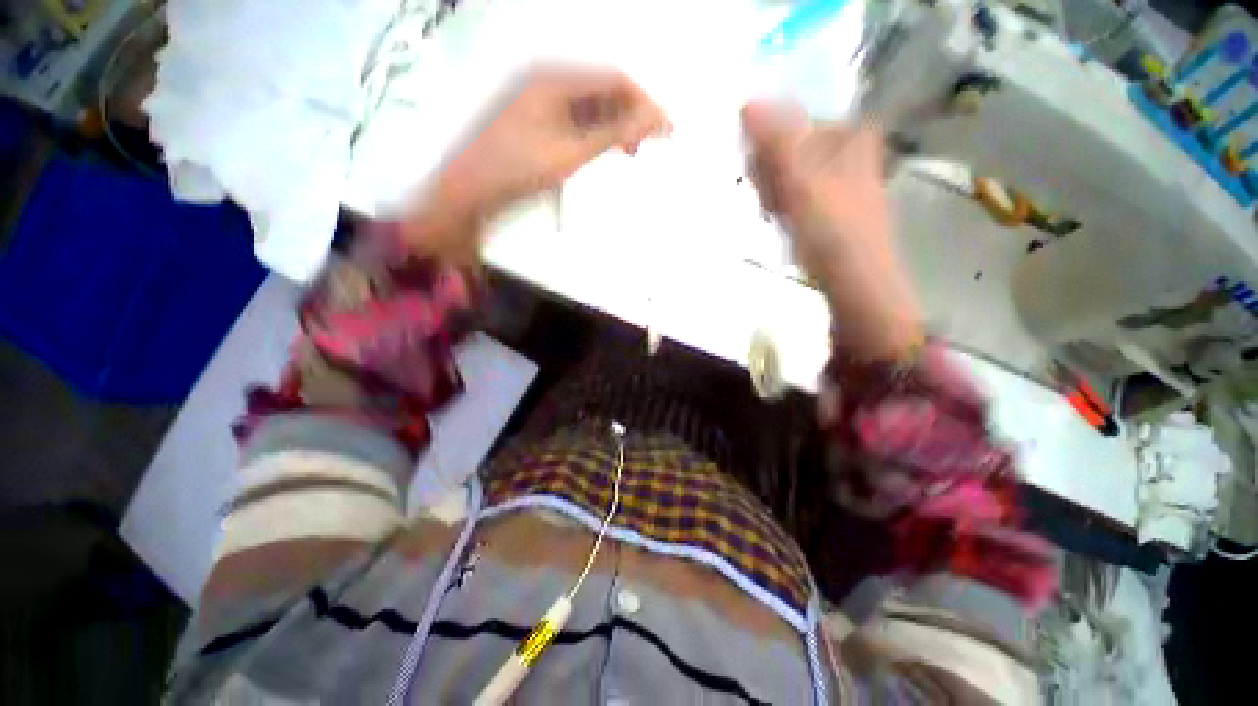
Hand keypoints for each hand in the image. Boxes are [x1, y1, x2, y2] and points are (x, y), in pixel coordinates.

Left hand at [403, 66, 668, 261]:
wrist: (470, 192)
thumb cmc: (518, 170)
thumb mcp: (570, 153)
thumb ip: (613, 134)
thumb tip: (655, 119)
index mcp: (554, 79)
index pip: (614, 80)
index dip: (644, 102)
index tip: (667, 130)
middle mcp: (548, 82)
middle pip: (602, 91)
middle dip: (630, 116)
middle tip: (649, 147)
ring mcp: (540, 103)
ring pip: (590, 108)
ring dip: (614, 128)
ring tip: (630, 154)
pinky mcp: (537, 123)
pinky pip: (575, 122)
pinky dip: (594, 136)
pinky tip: (604, 153)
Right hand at [741, 101, 921, 360]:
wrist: (855, 283)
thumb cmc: (832, 229)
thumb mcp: (802, 180)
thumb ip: (776, 140)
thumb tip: (747, 101)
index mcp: (849, 136)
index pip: (791, 122)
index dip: (766, 145)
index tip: (759, 172)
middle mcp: (848, 152)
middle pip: (789, 147)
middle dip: (769, 173)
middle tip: (769, 200)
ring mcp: (839, 181)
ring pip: (788, 172)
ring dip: (772, 192)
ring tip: (775, 216)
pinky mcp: (830, 207)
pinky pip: (793, 195)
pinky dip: (781, 207)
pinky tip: (780, 223)